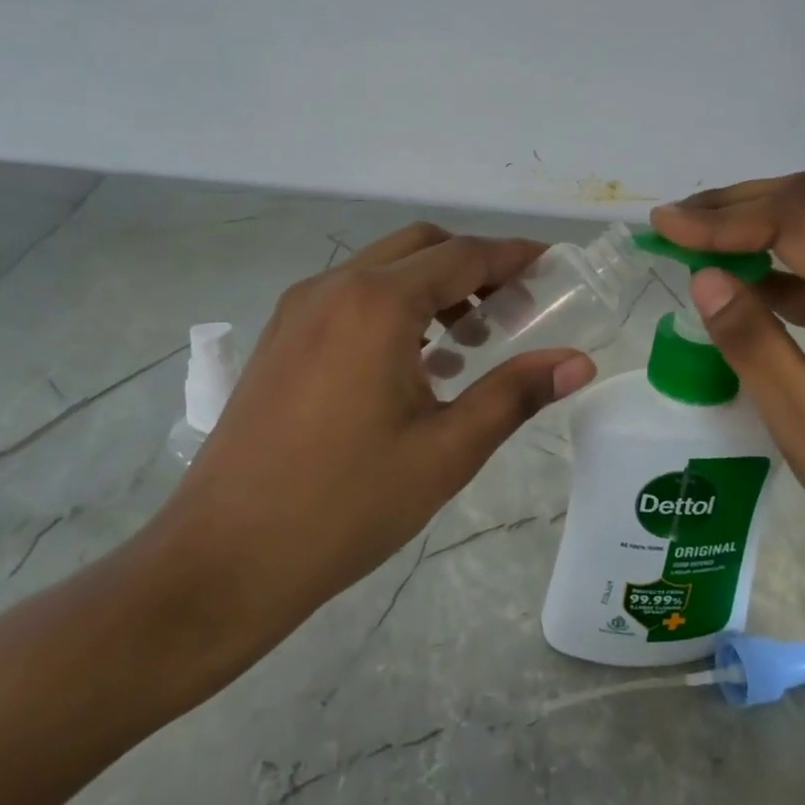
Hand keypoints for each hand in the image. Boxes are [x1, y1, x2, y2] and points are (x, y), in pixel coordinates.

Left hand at [137, 223, 597, 653]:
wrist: (224, 557)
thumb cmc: (346, 506)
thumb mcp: (446, 451)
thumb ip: (514, 394)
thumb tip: (580, 363)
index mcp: (377, 303)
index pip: (464, 255)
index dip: (514, 257)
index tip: (553, 267)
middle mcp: (333, 287)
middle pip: (422, 246)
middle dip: (474, 265)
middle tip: (514, 310)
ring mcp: (298, 309)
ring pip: (382, 269)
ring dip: (432, 286)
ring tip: (467, 344)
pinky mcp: (279, 337)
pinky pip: (349, 297)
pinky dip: (393, 306)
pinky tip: (411, 364)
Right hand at [651, 173, 804, 584]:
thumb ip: (754, 346)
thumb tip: (703, 278)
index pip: (799, 221)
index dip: (724, 218)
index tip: (662, 227)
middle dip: (734, 206)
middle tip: (670, 227)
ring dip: (751, 225)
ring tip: (689, 244)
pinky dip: (771, 262)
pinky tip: (733, 283)